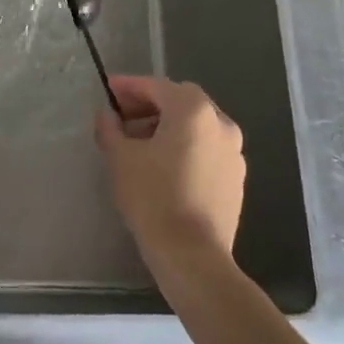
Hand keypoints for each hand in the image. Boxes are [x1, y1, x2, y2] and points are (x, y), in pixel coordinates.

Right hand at [95, 75, 244, 268]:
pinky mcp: (236, 178)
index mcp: (193, 110)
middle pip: (179, 101)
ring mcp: (233, 152)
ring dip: (167, 126)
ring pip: (195, 126)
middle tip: (122, 117)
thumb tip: (107, 115)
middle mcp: (220, 122)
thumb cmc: (154, 198)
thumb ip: (110, 128)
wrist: (193, 257)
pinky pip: (206, 149)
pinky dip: (185, 147)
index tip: (107, 91)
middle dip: (149, 105)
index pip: (156, 86)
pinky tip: (164, 167)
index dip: (128, 87)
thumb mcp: (120, 158)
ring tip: (140, 144)